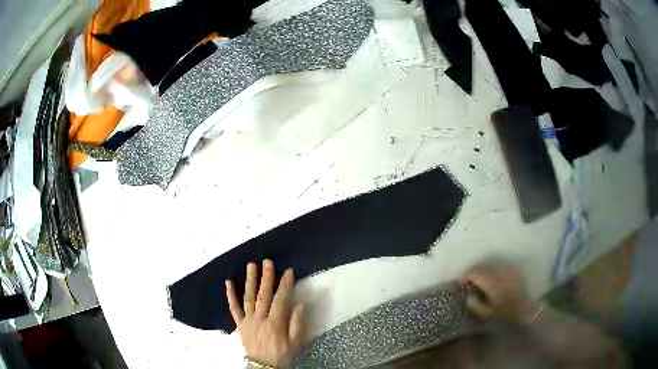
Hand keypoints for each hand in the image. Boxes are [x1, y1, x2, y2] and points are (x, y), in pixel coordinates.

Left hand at [226, 260, 304, 368]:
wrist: (264, 367)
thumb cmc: (282, 355)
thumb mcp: (295, 343)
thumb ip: (297, 324)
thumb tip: (299, 305)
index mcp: (275, 324)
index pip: (281, 300)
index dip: (285, 285)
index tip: (288, 271)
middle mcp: (260, 319)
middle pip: (263, 295)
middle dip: (266, 277)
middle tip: (267, 262)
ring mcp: (248, 321)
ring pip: (248, 298)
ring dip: (250, 281)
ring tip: (251, 266)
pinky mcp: (240, 324)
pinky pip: (234, 309)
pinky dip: (230, 296)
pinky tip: (228, 283)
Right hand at [460, 262, 534, 322]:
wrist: (527, 310)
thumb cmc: (506, 314)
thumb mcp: (487, 314)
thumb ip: (475, 304)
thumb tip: (468, 294)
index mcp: (492, 282)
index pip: (474, 272)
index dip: (465, 276)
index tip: (460, 284)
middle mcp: (500, 272)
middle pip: (482, 266)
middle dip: (473, 273)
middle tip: (468, 282)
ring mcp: (508, 269)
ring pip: (490, 264)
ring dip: (482, 271)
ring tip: (479, 281)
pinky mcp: (513, 270)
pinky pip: (499, 266)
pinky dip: (491, 271)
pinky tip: (491, 280)